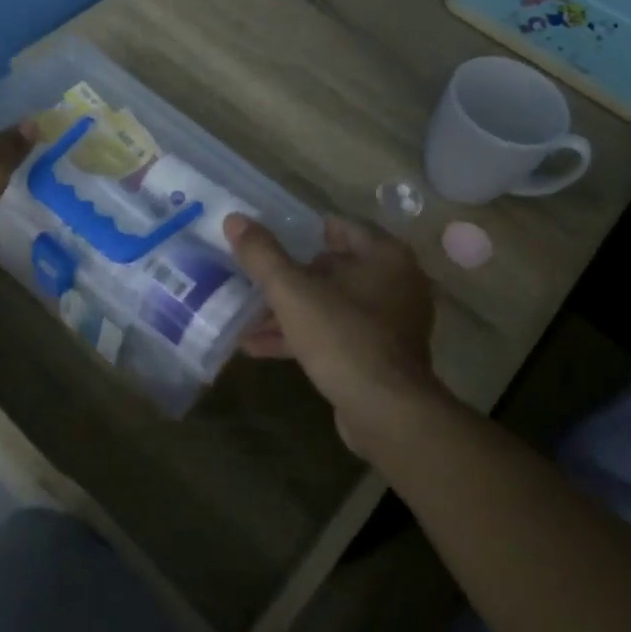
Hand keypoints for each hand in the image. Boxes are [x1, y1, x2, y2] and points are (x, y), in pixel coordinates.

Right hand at [225, 213, 448, 457]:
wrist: (387, 413)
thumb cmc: (343, 337)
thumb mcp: (293, 292)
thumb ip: (263, 255)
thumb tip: (234, 219)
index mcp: (384, 256)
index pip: (339, 228)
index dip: (301, 231)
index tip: (268, 237)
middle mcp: (395, 283)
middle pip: (332, 269)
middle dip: (289, 278)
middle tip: (251, 279)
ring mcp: (390, 323)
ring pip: (331, 306)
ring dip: (290, 312)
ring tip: (245, 318)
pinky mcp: (380, 357)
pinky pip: (335, 335)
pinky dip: (302, 337)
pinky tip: (258, 347)